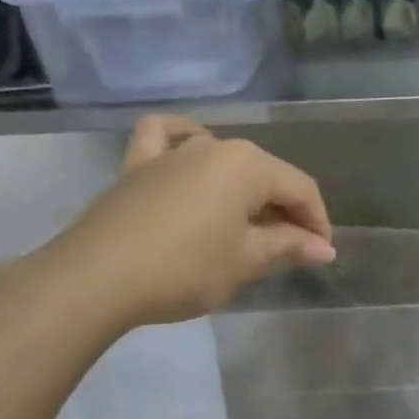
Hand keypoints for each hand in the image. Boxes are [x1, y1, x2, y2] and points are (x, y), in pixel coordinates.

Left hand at [36, 116, 335, 331]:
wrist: (94, 279)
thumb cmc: (184, 268)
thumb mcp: (246, 260)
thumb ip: (288, 246)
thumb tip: (323, 248)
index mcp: (248, 164)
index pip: (301, 189)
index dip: (318, 222)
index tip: (321, 255)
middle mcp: (214, 146)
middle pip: (266, 175)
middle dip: (286, 211)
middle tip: (291, 250)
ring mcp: (171, 152)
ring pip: (224, 162)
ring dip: (246, 191)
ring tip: (251, 224)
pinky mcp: (136, 166)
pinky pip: (166, 140)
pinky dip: (182, 141)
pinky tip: (190, 151)